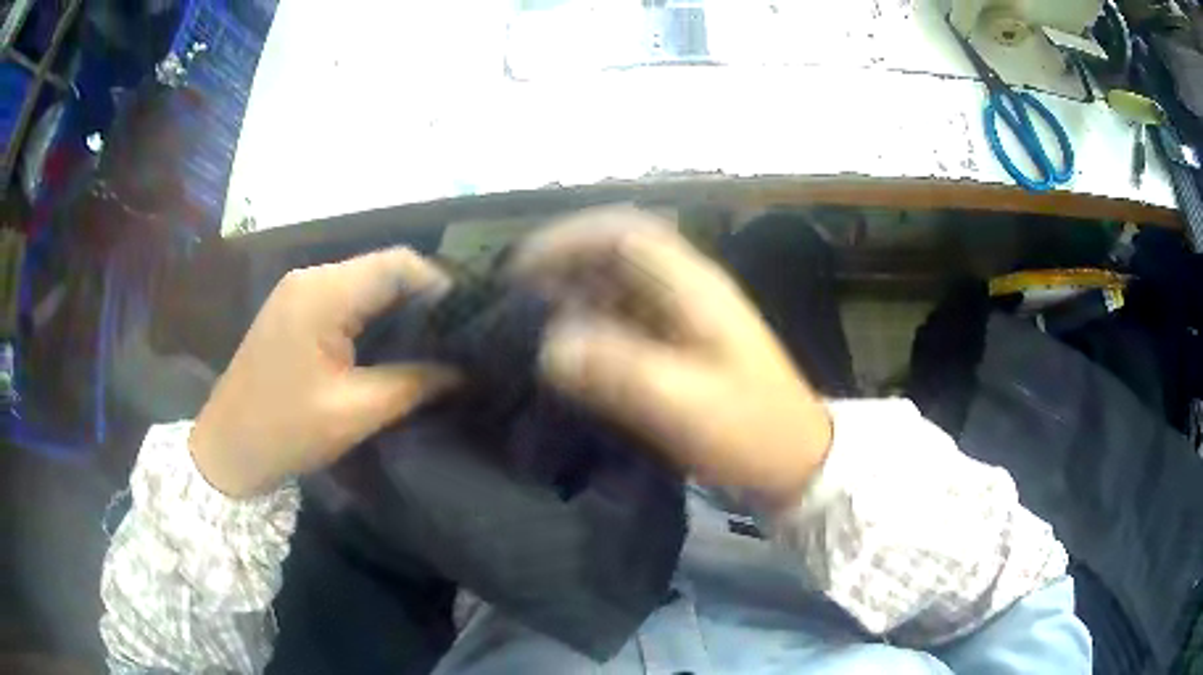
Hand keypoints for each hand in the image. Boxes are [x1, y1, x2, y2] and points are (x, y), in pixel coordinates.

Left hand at [190, 248, 459, 496]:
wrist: (225, 449)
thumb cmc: (284, 432)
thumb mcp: (353, 412)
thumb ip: (413, 384)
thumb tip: (465, 372)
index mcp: (322, 294)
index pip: (397, 264)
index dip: (440, 285)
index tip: (470, 321)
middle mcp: (311, 279)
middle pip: (382, 268)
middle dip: (424, 297)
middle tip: (459, 335)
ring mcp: (298, 292)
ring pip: (366, 282)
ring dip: (399, 306)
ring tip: (434, 341)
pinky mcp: (294, 310)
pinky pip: (345, 299)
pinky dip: (374, 315)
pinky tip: (393, 343)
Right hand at [510, 207, 832, 507]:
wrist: (794, 462)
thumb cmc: (750, 431)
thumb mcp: (686, 404)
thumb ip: (619, 371)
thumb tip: (550, 348)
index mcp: (693, 287)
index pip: (624, 233)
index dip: (569, 239)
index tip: (522, 269)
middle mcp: (686, 290)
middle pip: (615, 256)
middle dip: (562, 268)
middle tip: (514, 302)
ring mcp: (684, 318)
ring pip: (616, 289)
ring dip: (572, 299)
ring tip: (529, 328)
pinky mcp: (680, 348)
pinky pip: (624, 322)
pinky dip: (590, 329)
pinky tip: (568, 356)